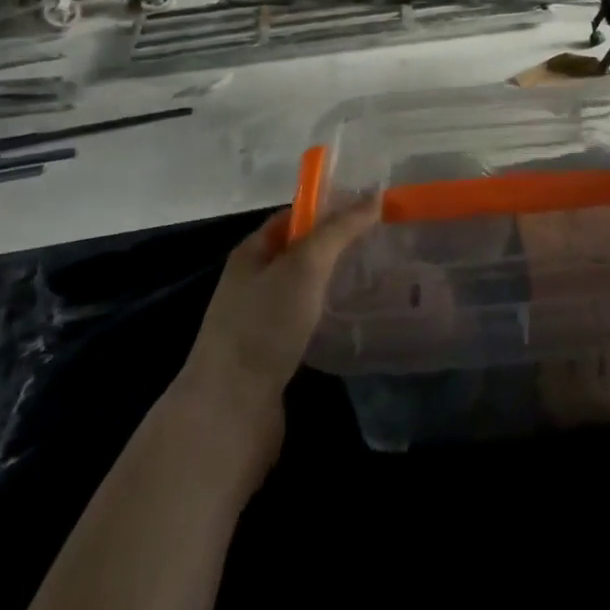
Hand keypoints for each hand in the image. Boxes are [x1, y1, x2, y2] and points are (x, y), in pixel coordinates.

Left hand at [170, 201, 376, 453]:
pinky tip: (352, 317)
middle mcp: (253, 281)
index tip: (370, 208)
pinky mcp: (272, 355)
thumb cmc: (264, 326)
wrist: (229, 413)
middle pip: (300, 251)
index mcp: (252, 252)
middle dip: (337, 244)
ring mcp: (260, 320)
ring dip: (334, 280)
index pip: (294, 215)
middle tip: (381, 240)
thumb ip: (339, 230)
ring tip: (375, 276)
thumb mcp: (305, 266)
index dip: (330, 207)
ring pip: (304, 288)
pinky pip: (306, 320)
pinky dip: (328, 313)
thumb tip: (374, 195)